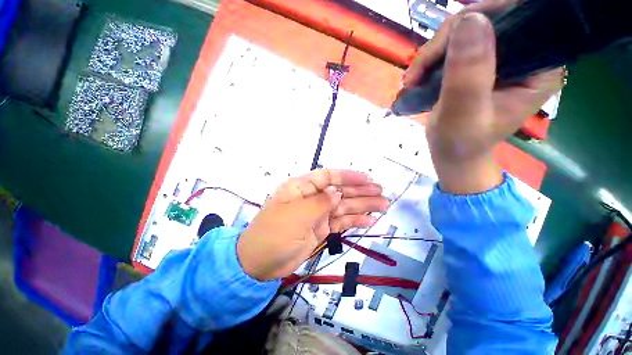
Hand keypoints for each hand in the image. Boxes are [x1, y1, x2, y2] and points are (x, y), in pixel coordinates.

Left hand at [237, 169, 388, 280]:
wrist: (261, 263)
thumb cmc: (275, 233)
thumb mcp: (297, 214)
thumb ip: (320, 202)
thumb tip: (337, 192)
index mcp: (302, 187)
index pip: (328, 176)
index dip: (348, 176)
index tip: (367, 178)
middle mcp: (312, 197)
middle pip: (339, 191)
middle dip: (360, 191)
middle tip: (381, 192)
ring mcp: (317, 214)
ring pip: (343, 206)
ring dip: (362, 206)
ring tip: (383, 205)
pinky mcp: (321, 228)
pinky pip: (341, 221)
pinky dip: (355, 221)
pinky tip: (369, 220)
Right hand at [403, 0, 562, 193]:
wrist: (451, 154)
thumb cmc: (460, 143)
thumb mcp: (464, 114)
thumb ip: (469, 74)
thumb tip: (469, 20)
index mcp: (539, 67)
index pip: (521, 18)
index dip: (484, 17)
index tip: (445, 44)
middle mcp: (525, 55)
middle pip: (489, 19)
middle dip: (447, 40)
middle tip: (419, 70)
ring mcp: (501, 57)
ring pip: (466, 29)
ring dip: (433, 52)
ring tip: (413, 79)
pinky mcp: (480, 63)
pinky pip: (455, 44)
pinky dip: (431, 59)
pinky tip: (417, 77)